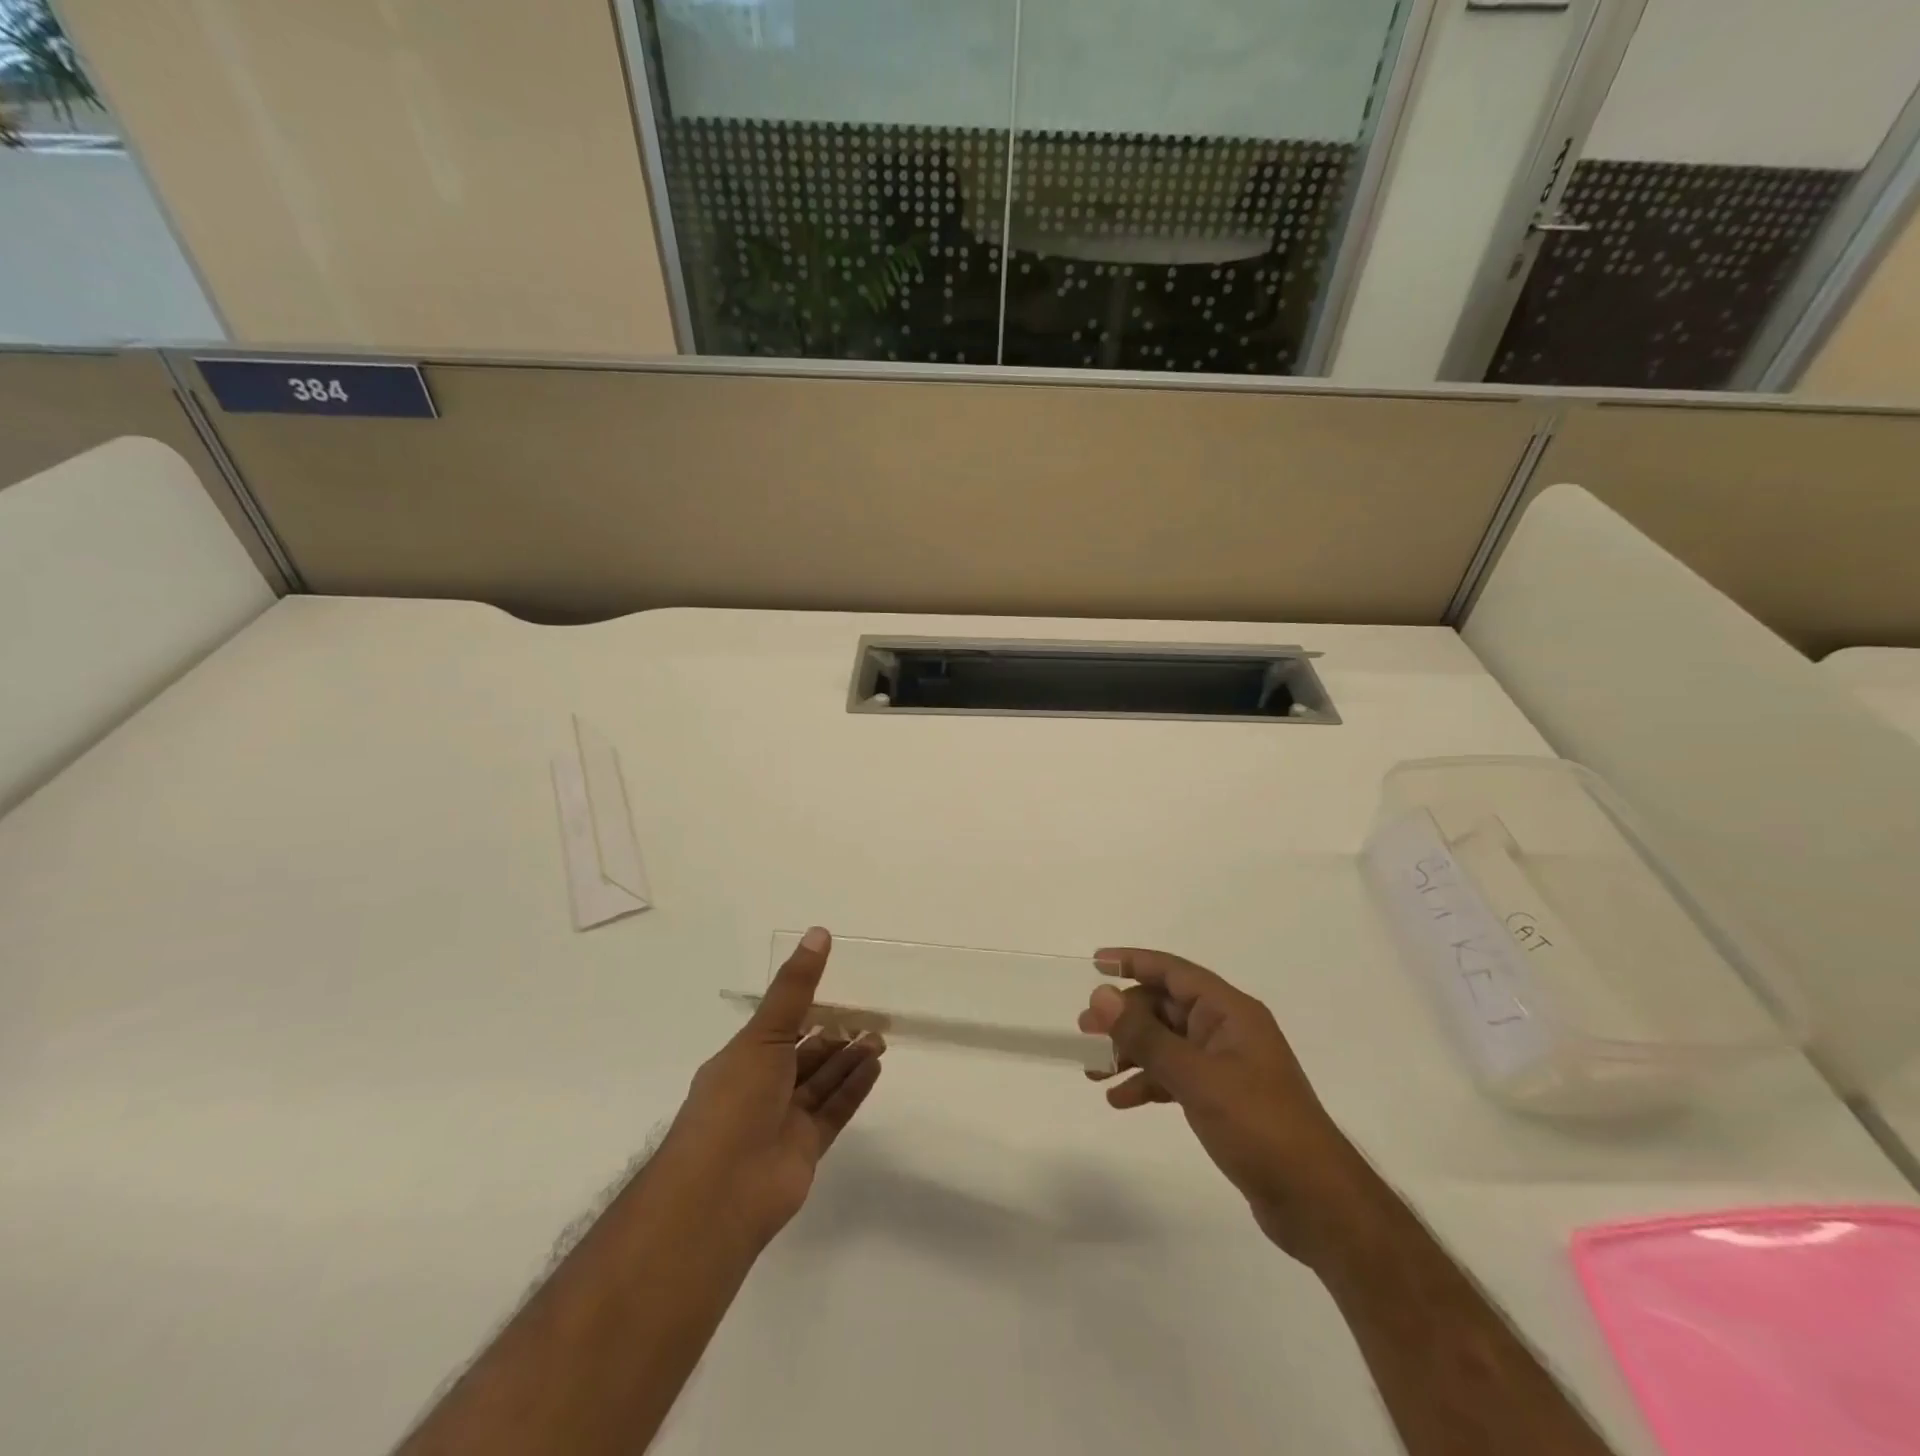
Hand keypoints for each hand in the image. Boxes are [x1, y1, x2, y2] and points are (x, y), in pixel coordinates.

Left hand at [665, 928, 884, 1249]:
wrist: (720, 1193)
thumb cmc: (735, 1101)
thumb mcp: (764, 1035)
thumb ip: (795, 988)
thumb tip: (818, 933)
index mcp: (742, 1060)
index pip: (779, 1028)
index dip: (807, 1008)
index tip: (838, 988)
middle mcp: (761, 1088)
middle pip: (804, 1055)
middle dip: (834, 1035)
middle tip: (869, 1015)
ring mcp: (783, 1121)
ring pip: (822, 1082)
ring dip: (849, 1059)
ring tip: (879, 1037)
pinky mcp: (805, 1149)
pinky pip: (833, 1110)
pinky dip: (853, 1088)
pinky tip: (875, 1066)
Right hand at [1081, 948, 1369, 1261]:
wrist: (1315, 1201)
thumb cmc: (1258, 1125)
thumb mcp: (1196, 1077)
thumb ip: (1146, 1035)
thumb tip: (1102, 996)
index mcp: (1230, 1012)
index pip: (1174, 972)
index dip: (1133, 962)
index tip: (1095, 963)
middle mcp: (1227, 1030)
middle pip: (1165, 1008)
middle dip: (1123, 1018)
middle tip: (1083, 1032)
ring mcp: (1225, 1065)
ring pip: (1166, 1044)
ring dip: (1130, 1052)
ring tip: (1092, 1071)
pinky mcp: (1223, 1099)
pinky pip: (1175, 1077)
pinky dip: (1148, 1083)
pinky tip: (1120, 1100)